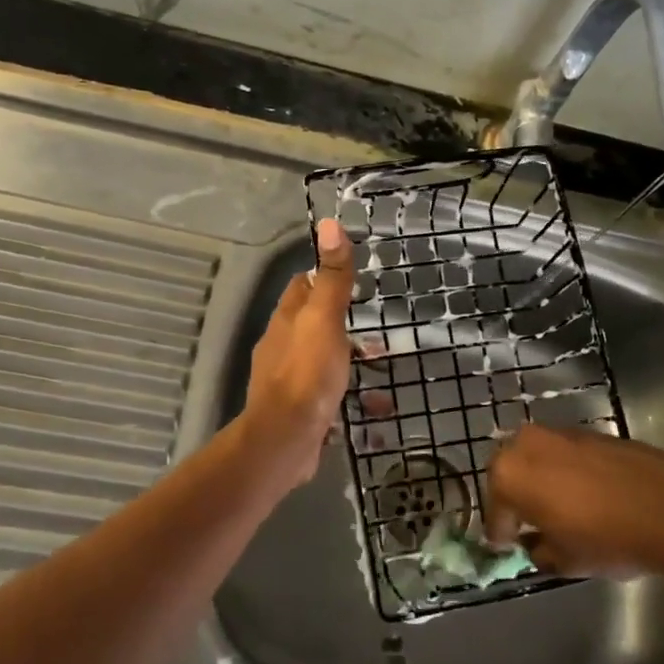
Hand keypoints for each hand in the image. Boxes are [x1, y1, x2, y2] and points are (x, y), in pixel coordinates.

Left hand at [238, 217, 355, 487]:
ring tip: (382, 367)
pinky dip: (350, 397)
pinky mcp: (298, 412)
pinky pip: (327, 397)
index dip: (323, 278)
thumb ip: (332, 277)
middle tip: (377, 331)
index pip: (301, 286)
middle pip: (311, 324)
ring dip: (349, 362)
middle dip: (343, 325)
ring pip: (321, 362)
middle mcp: (282, 347)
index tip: (351, 279)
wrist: (285, 440)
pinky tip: (374, 409)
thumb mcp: (325, 319)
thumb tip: (328, 223)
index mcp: (286, 321)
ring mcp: (288, 382)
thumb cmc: (307, 373)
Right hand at [485, 426, 663, 589]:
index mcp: (508, 475)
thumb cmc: (605, 537)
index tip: (508, 548)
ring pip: (536, 459)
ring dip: (540, 481)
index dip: (501, 534)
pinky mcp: (587, 431)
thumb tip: (536, 543)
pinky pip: (562, 455)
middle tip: (528, 524)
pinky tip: (584, 495)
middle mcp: (525, 444)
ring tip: (558, 508)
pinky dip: (564, 472)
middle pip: (509, 474)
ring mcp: (557, 433)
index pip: (495, 512)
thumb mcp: (564, 561)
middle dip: (515, 498)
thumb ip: (539, 550)